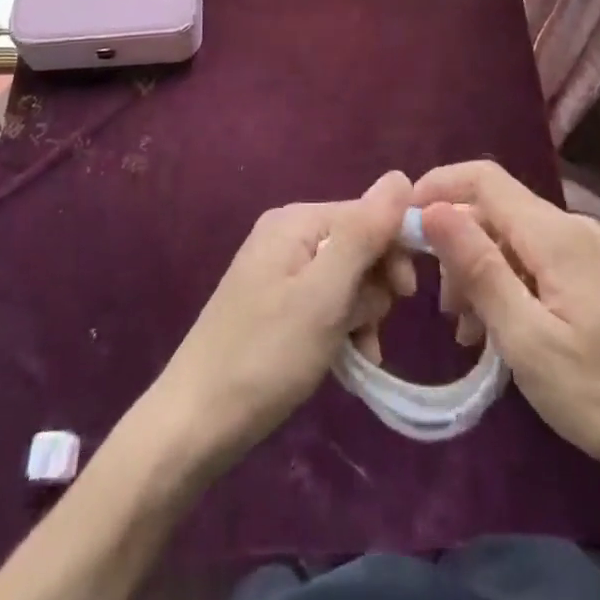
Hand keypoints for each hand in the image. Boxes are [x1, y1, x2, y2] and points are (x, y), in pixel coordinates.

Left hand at [151, 172, 416, 466]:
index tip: (405, 296)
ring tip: (360, 353)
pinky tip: (349, 359)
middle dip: (375, 288)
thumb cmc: (266, 355)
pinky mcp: (275, 304)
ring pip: (346, 279)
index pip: (367, 214)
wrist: (194, 423)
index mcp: (296, 220)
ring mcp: (278, 270)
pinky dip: (342, 327)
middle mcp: (287, 234)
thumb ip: (364, 233)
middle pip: (358, 245)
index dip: (394, 249)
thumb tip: (402, 176)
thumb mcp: (324, 294)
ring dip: (361, 313)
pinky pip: (325, 302)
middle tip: (372, 329)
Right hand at [412, 161, 599, 518]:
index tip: (402, 222)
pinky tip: (505, 332)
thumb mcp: (528, 339)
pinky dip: (511, 285)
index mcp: (553, 234)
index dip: (438, 186)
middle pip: (497, 210)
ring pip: (516, 239)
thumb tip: (432, 208)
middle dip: (458, 244)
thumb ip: (478, 268)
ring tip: (469, 333)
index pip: (483, 178)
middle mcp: (572, 228)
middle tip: (442, 307)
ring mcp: (590, 252)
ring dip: (483, 272)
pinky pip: (540, 262)